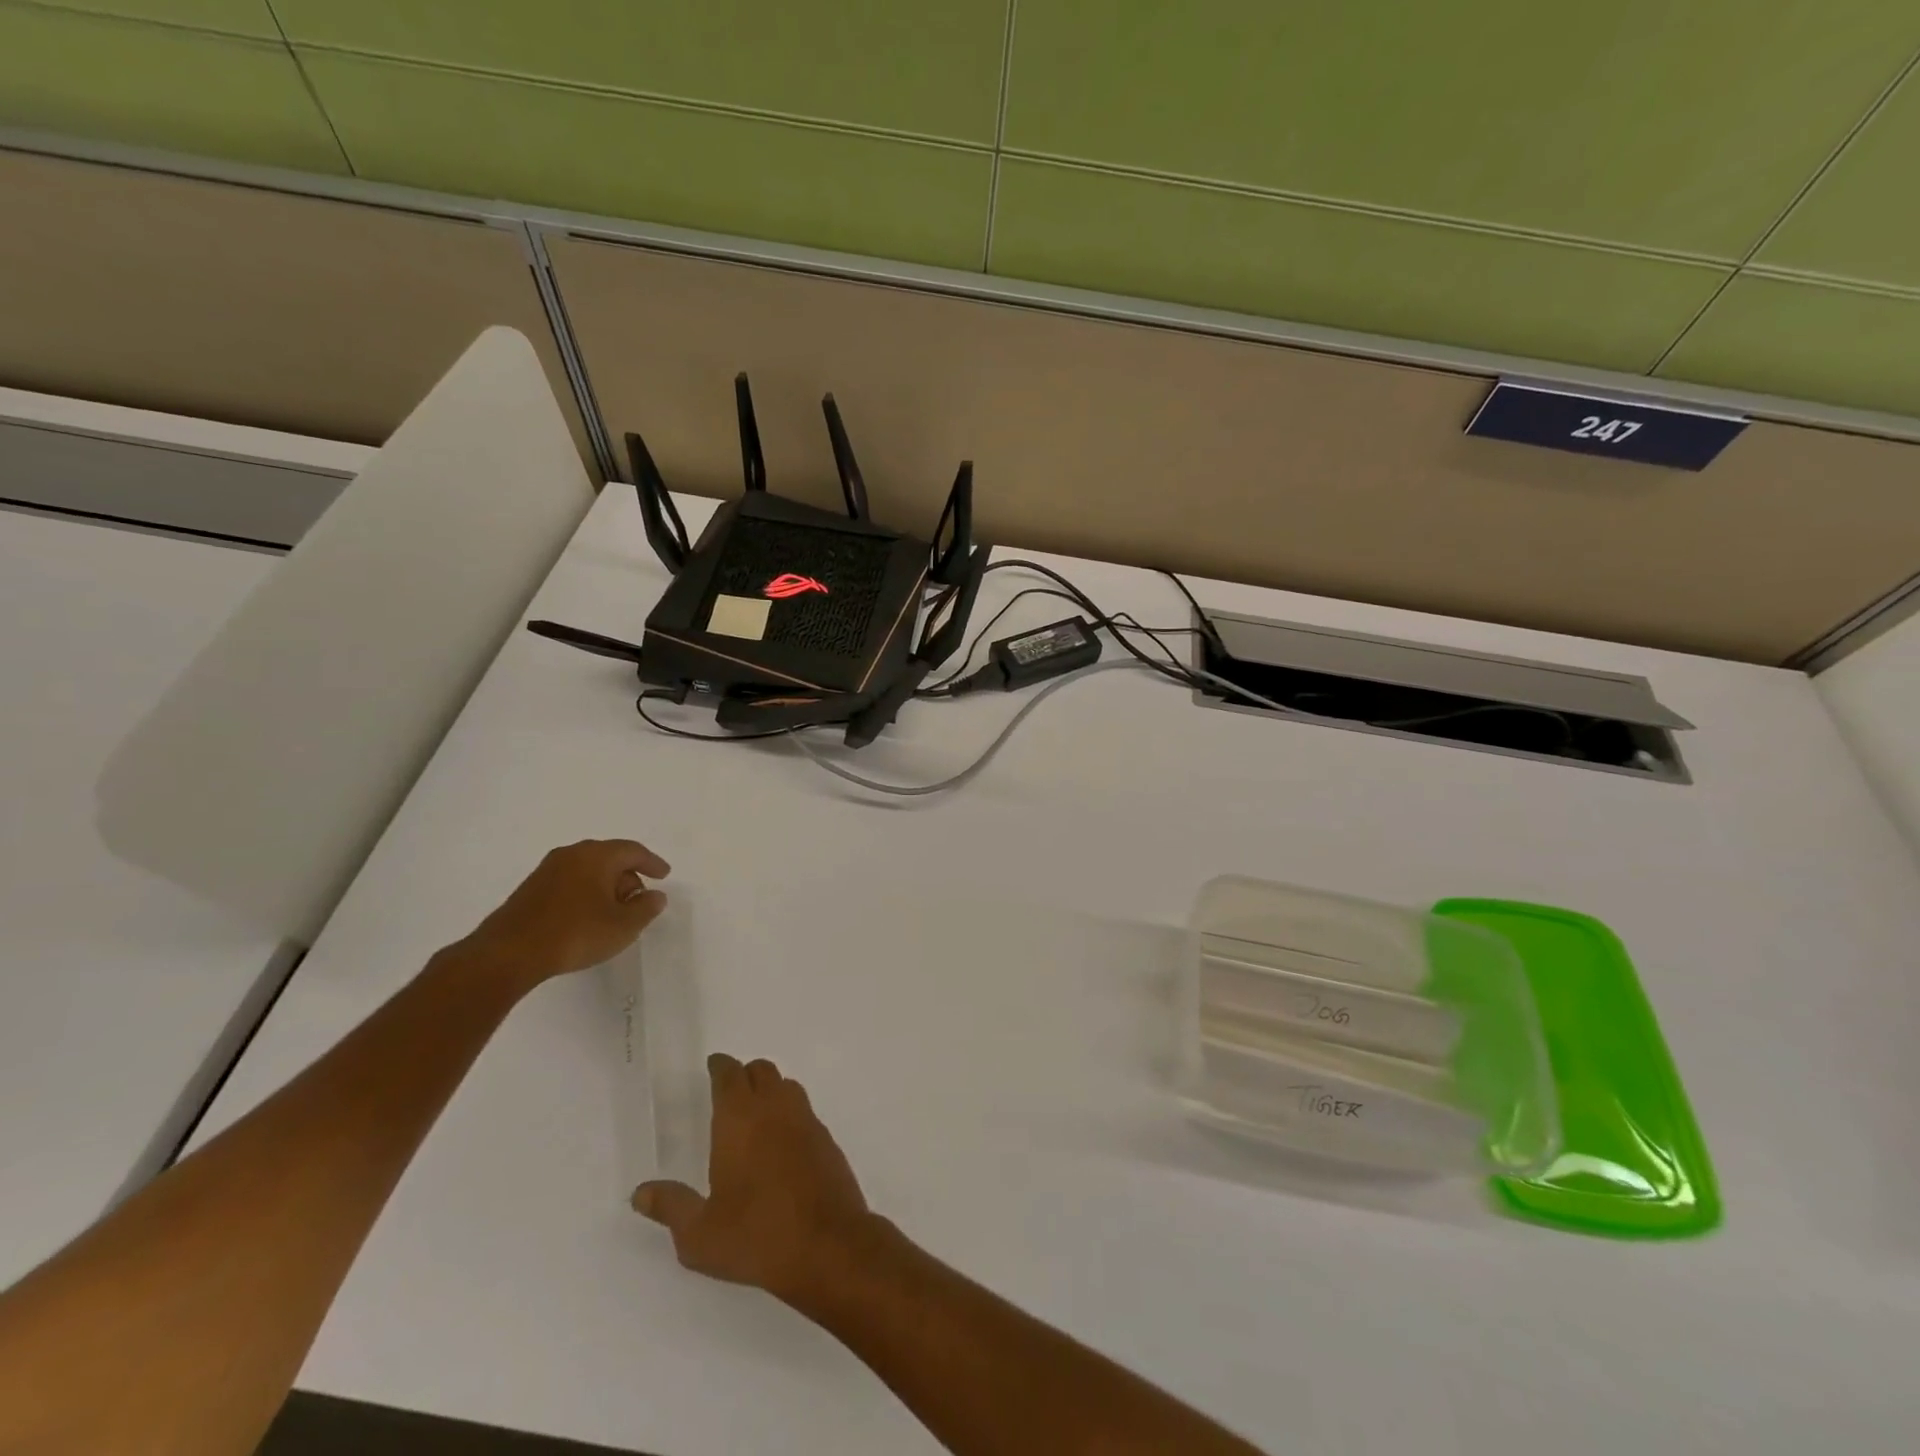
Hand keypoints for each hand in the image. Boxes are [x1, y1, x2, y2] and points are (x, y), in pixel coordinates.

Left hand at [457, 839, 669, 984]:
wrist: (508, 953)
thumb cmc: (575, 933)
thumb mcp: (623, 926)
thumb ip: (646, 908)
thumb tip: (655, 895)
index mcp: (597, 856)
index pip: (633, 851)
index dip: (652, 862)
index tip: (664, 875)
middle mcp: (572, 854)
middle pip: (609, 857)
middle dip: (628, 875)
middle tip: (639, 898)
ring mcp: (547, 870)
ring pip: (587, 869)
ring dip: (605, 885)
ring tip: (614, 910)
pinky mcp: (530, 889)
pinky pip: (570, 881)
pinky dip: (585, 892)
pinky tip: (587, 916)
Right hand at [632, 1054, 880, 1305]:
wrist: (827, 1244)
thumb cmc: (756, 1236)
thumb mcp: (700, 1234)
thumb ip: (671, 1207)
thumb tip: (641, 1192)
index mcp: (740, 1120)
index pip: (730, 1075)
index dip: (720, 1066)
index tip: (713, 1065)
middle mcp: (775, 1109)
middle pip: (762, 1071)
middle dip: (744, 1074)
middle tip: (730, 1089)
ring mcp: (806, 1121)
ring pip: (787, 1086)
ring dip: (771, 1089)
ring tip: (756, 1111)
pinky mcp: (827, 1139)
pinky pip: (805, 1111)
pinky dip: (790, 1113)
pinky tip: (782, 1141)